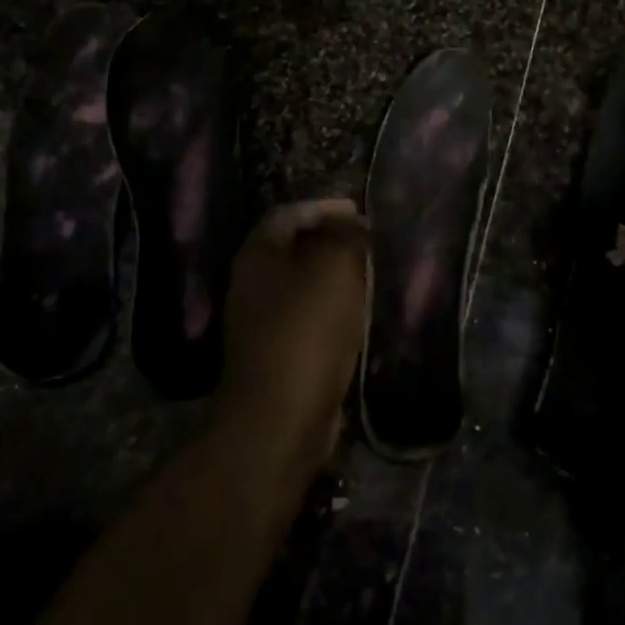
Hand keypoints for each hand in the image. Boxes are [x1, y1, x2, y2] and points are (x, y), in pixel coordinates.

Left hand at [214, 199, 369, 480]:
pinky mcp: (276, 355)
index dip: (325, 207)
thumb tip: (351, 224)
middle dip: (332, 242)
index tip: (360, 212)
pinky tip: (359, 317)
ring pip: (303, 285)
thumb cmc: (307, 331)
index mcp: (259, 254)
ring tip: (372, 276)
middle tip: (371, 243)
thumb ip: (345, 236)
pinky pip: (308, 319)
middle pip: (294, 248)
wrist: (280, 417)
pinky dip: (333, 310)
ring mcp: (260, 323)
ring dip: (335, 278)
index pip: (290, 213)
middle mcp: (252, 283)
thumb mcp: (335, 268)